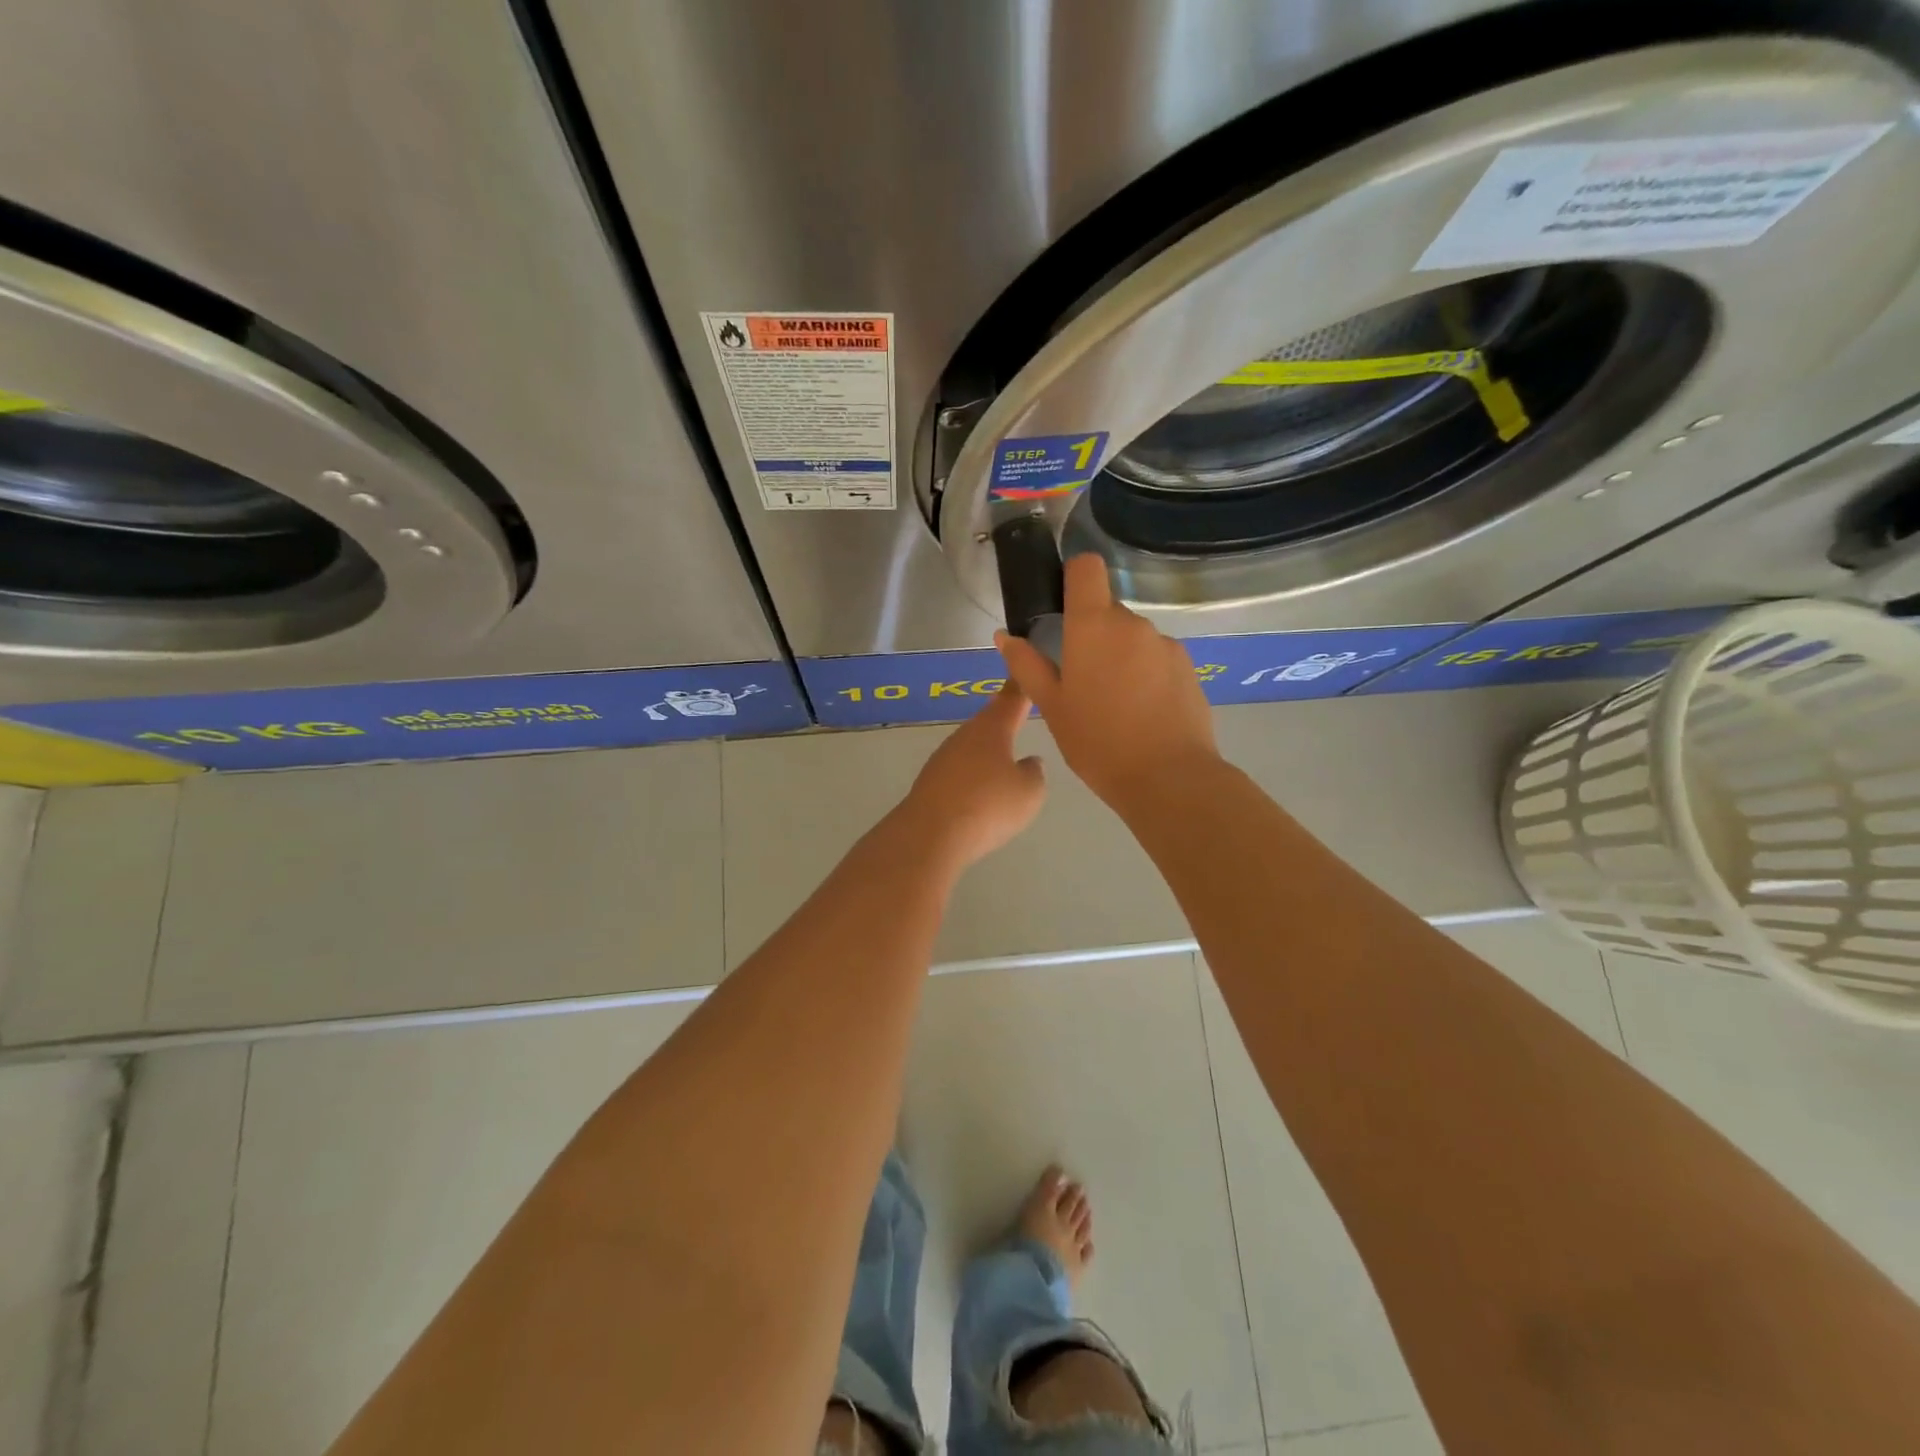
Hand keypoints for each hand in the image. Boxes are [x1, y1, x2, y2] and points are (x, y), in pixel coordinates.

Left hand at [895, 681, 1045, 868]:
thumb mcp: (1029, 792)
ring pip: (972, 746)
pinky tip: (980, 788)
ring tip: (1003, 755)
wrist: (930, 834)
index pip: (1011, 698)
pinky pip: (959, 770)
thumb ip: (1034, 773)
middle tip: (1018, 712)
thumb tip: (1029, 762)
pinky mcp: (930, 782)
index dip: (1022, 686)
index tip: (1025, 671)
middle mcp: (965, 735)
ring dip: (987, 749)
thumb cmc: (988, 806)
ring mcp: (943, 758)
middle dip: (1003, 718)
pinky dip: (972, 774)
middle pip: (988, 721)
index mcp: (992, 728)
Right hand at [997, 553, 1218, 807]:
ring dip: (1119, 657)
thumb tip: (1005, 636)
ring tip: (1113, 704)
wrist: (1169, 778)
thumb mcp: (1052, 707)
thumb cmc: (1097, 742)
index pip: (1087, 568)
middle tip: (1080, 680)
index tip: (1063, 605)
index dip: (1073, 576)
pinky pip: (1156, 659)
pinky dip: (1145, 674)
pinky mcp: (1188, 667)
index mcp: (1094, 626)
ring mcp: (1166, 645)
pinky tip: (1142, 713)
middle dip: (1092, 634)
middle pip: (1107, 610)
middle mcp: (1133, 624)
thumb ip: (1027, 665)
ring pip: (1132, 638)